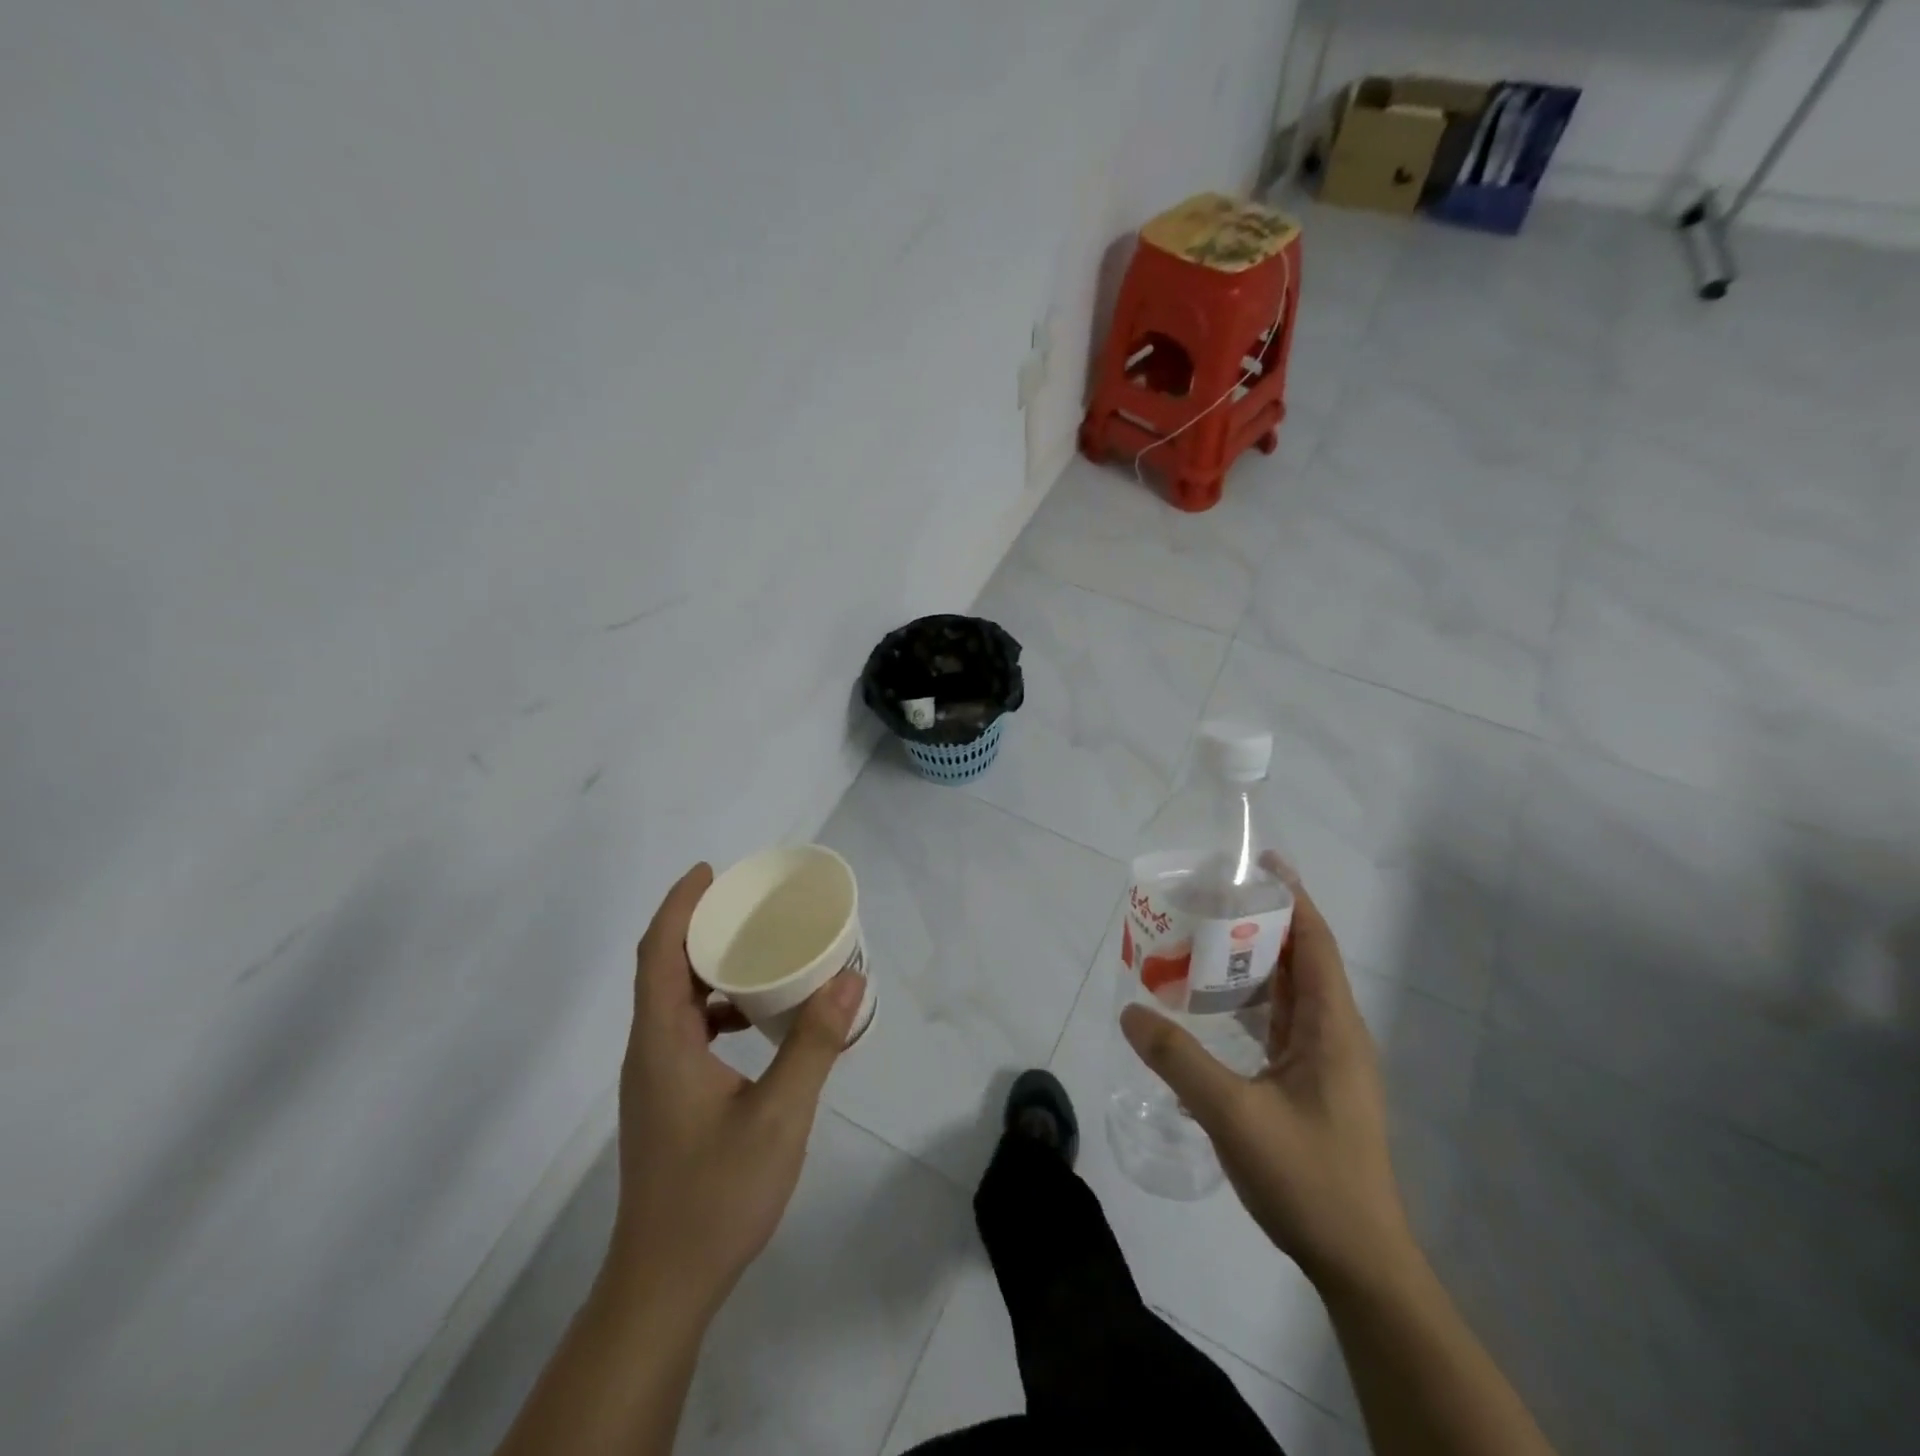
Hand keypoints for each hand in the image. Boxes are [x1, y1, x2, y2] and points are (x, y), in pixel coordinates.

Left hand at [605, 863, 866, 1316]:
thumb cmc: (716, 1196)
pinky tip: (757, 1019)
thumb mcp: (779, 1115)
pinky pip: (686, 1030)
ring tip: (758, 949)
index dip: (679, 905)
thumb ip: (815, 1043)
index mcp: (663, 1043)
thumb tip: (850, 976)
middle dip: (699, 926)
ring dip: (709, 967)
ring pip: (675, 1001)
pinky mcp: (667, 1099)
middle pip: (663, 969)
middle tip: (748, 903)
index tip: (711, 871)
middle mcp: (650, 1051)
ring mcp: (655, 1078)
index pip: (658, 954)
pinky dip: (717, 1007)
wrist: (665, 1285)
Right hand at [1120, 861, 1413, 1289]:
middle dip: (1261, 924)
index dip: (1292, 897)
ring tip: (1202, 943)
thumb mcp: (1233, 1115)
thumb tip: (1130, 1010)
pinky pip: (1283, 1025)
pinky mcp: (1315, 1086)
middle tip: (1208, 900)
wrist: (1359, 1263)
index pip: (1316, 942)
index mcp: (1333, 1028)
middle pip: (1302, 960)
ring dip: (1253, 964)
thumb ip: (1178, 1060)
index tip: (1259, 863)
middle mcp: (1337, 1034)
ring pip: (1292, 994)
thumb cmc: (1308, 1179)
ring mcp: (1328, 1062)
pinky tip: (1213, 1009)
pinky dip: (1252, 1004)